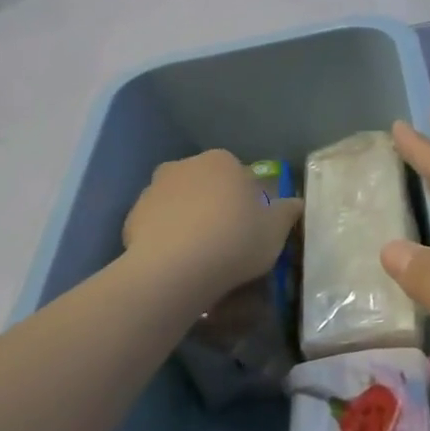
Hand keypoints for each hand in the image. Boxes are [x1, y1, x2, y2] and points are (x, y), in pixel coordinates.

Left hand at [123, 150, 303, 304]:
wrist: (174, 269)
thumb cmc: (234, 241)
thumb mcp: (275, 231)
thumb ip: (288, 213)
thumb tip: (296, 203)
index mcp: (222, 161)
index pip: (240, 177)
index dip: (248, 203)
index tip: (252, 230)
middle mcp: (185, 165)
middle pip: (207, 186)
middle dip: (215, 207)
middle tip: (226, 242)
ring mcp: (155, 188)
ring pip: (179, 203)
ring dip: (188, 220)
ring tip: (198, 256)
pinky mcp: (133, 215)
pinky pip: (157, 225)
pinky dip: (165, 238)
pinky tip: (175, 263)